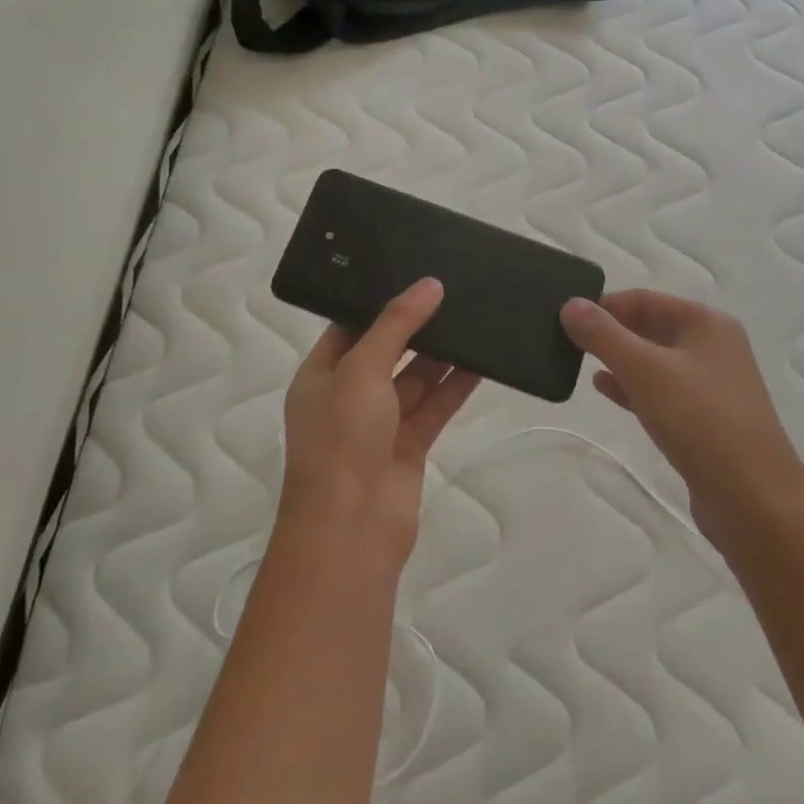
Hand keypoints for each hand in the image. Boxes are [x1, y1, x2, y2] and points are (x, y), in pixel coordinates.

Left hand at [279, 277, 479, 568]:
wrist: (351, 529)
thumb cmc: (342, 438)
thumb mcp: (362, 368)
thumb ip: (397, 325)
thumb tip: (429, 285)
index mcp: (321, 374)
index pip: (350, 327)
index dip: (379, 302)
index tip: (413, 274)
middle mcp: (348, 396)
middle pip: (387, 351)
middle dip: (416, 326)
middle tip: (452, 290)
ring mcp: (379, 423)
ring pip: (415, 379)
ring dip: (441, 355)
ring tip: (473, 317)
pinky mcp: (408, 446)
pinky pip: (434, 406)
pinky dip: (455, 386)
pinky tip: (482, 362)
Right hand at [561, 290, 803, 550]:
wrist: (754, 502)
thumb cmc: (700, 421)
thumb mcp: (644, 370)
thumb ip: (604, 335)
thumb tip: (570, 304)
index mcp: (705, 323)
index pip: (643, 299)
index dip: (603, 305)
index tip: (563, 317)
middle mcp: (712, 346)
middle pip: (649, 326)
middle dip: (608, 332)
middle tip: (563, 339)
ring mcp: (711, 384)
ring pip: (653, 360)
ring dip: (617, 359)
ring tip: (575, 361)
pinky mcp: (705, 419)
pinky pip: (660, 390)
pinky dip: (631, 386)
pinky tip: (603, 388)